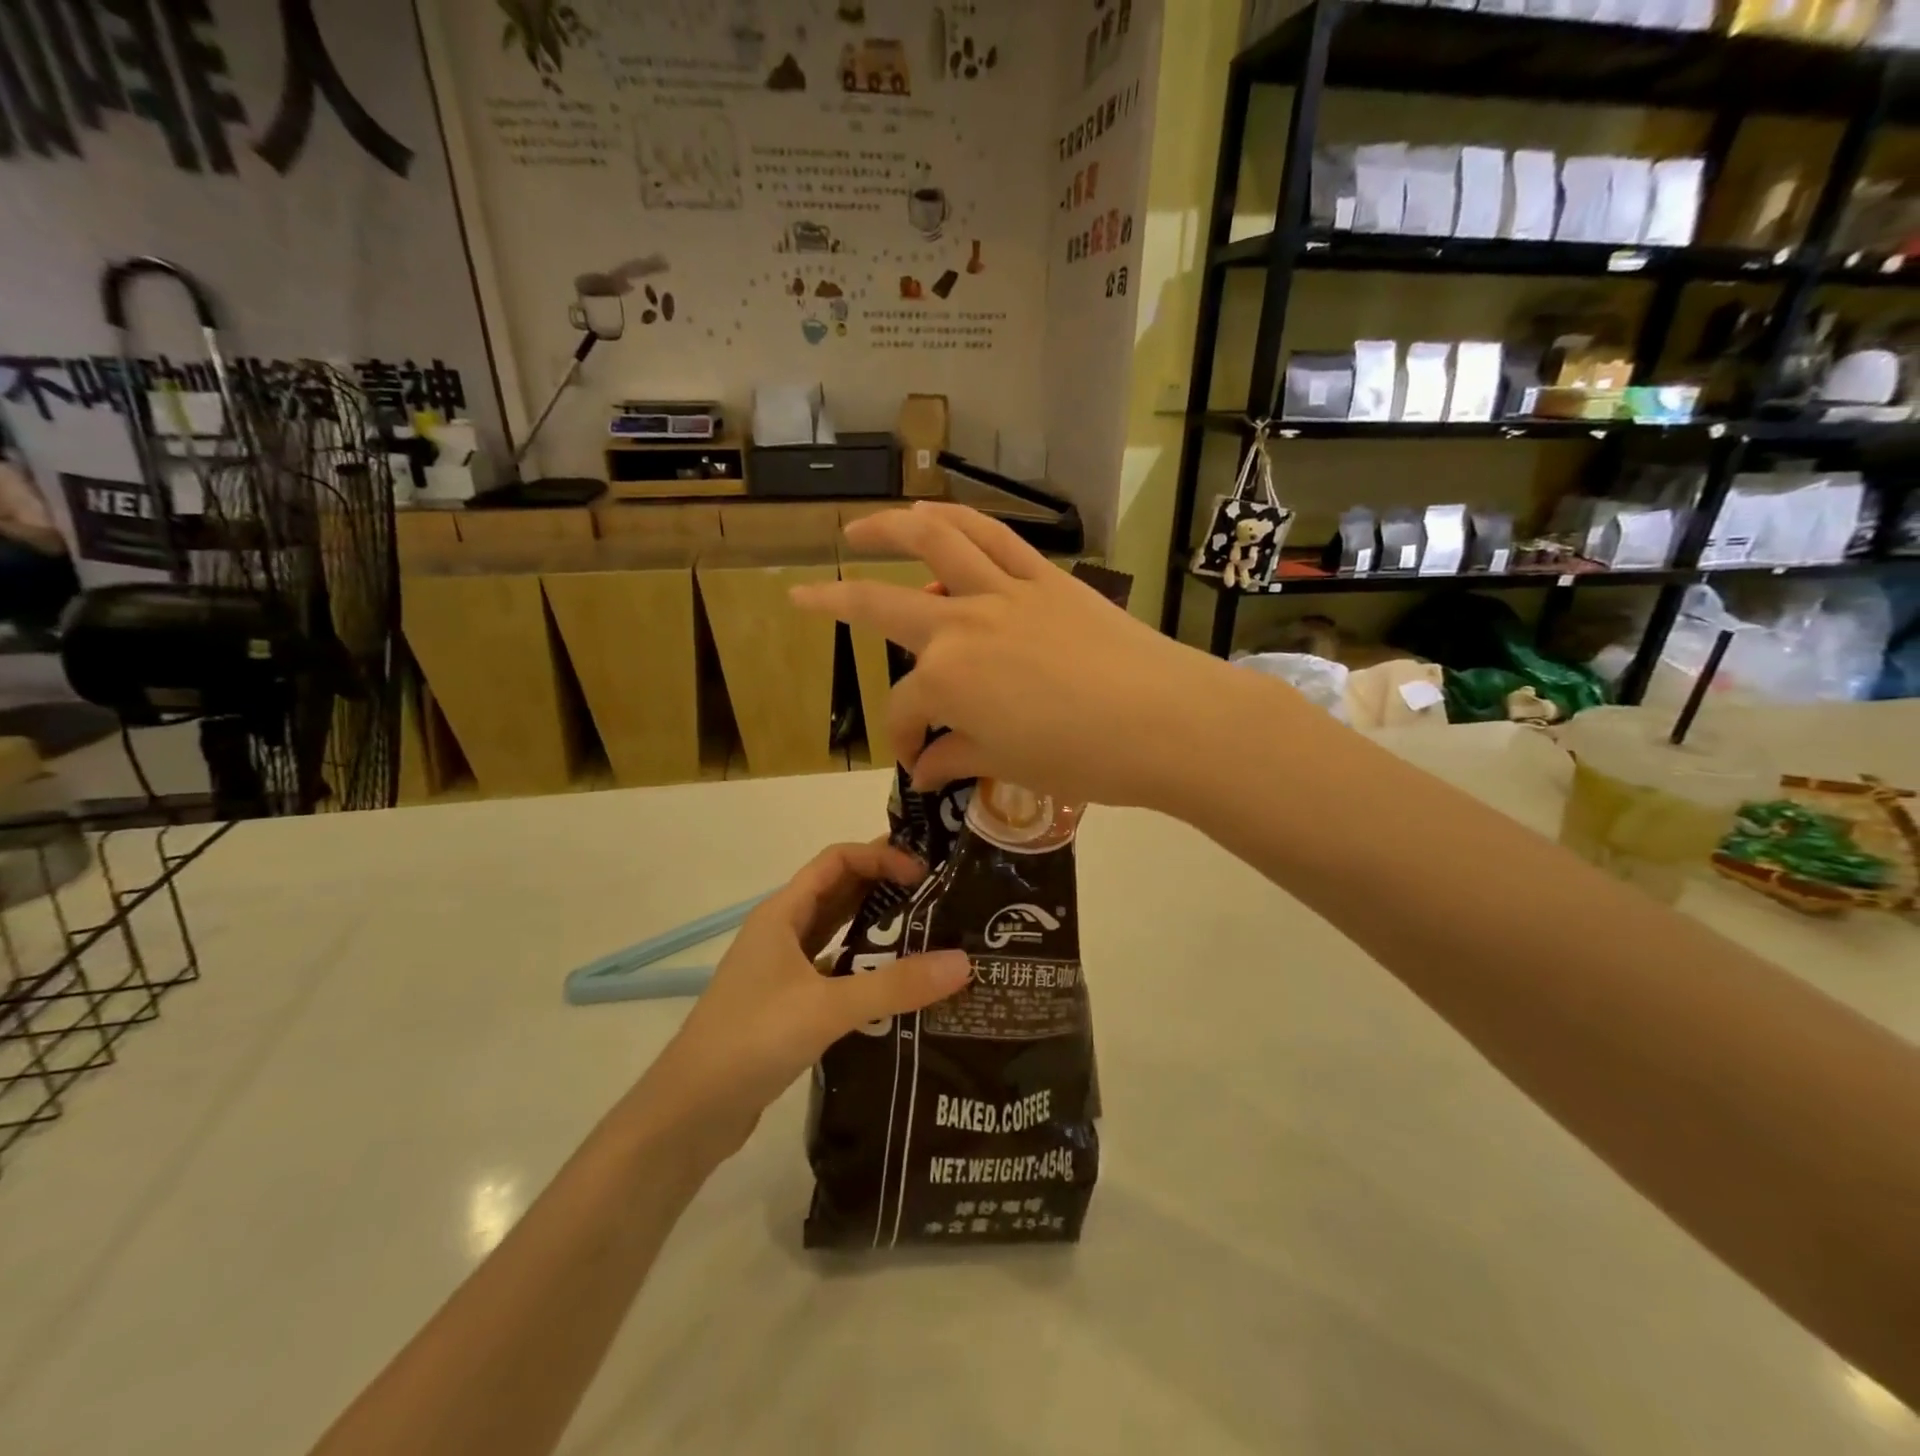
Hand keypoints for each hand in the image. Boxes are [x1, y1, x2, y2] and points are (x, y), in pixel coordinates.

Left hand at [640, 842, 971, 1153]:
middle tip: (939, 894)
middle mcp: (782, 932)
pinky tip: (898, 986)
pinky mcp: (788, 1004)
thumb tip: (964, 962)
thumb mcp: (827, 1007)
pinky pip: (835, 970)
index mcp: (783, 913)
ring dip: (877, 926)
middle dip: (885, 885)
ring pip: (837, 932)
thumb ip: (894, 985)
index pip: (837, 860)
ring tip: (930, 932)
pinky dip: (865, 968)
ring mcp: (783, 970)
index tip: (924, 873)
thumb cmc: (751, 1039)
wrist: (690, 1112)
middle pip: (839, 891)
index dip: (880, 857)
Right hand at [791, 502, 1242, 807]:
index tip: (919, 763)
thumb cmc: (1082, 757)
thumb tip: (924, 770)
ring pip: (933, 542)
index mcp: (947, 680)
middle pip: (882, 609)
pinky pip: (993, 536)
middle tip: (801, 595)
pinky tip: (936, 515)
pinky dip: (957, 520)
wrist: (1165, 720)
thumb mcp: (1008, 765)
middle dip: (834, 604)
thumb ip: (956, 757)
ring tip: (858, 530)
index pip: (907, 711)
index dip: (904, 740)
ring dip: (886, 529)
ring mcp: (1002, 591)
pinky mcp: (1044, 576)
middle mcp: (960, 624)